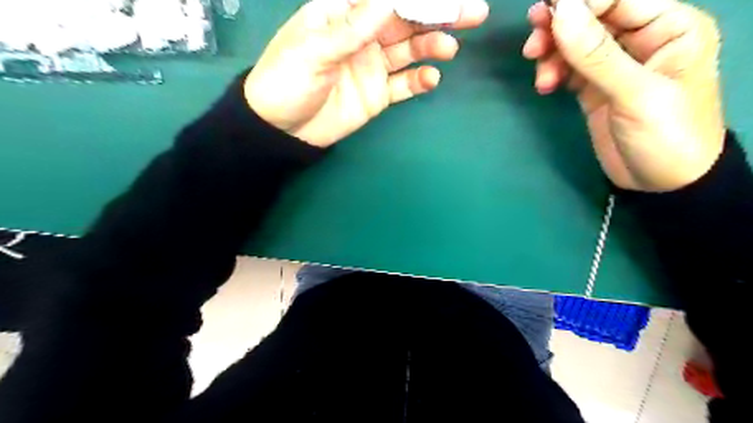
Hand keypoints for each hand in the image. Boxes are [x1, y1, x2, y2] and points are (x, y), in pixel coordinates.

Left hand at [246, 0, 488, 148]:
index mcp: (343, 15)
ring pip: (409, 51)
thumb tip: (388, 0)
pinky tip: (431, 79)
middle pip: (406, 22)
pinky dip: (419, 81)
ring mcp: (372, 66)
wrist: (282, 129)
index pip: (385, 0)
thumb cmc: (287, 80)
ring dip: (431, 46)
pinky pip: (403, 85)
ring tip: (448, 48)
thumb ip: (353, 28)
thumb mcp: (314, 50)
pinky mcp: (377, 94)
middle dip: (438, 15)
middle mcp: (363, 36)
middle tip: (472, 12)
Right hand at [524, 1, 722, 191]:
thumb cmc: (665, 136)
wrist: (662, 183)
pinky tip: (545, 86)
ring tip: (541, 76)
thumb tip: (561, 12)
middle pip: (592, 17)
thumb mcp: (635, 93)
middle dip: (559, 28)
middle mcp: (641, 39)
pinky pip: (568, 68)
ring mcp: (614, 65)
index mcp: (668, 27)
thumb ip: (596, 54)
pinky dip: (553, 72)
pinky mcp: (594, 88)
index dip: (579, 3)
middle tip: (532, 44)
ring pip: (575, 43)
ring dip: (552, 54)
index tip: (544, 14)